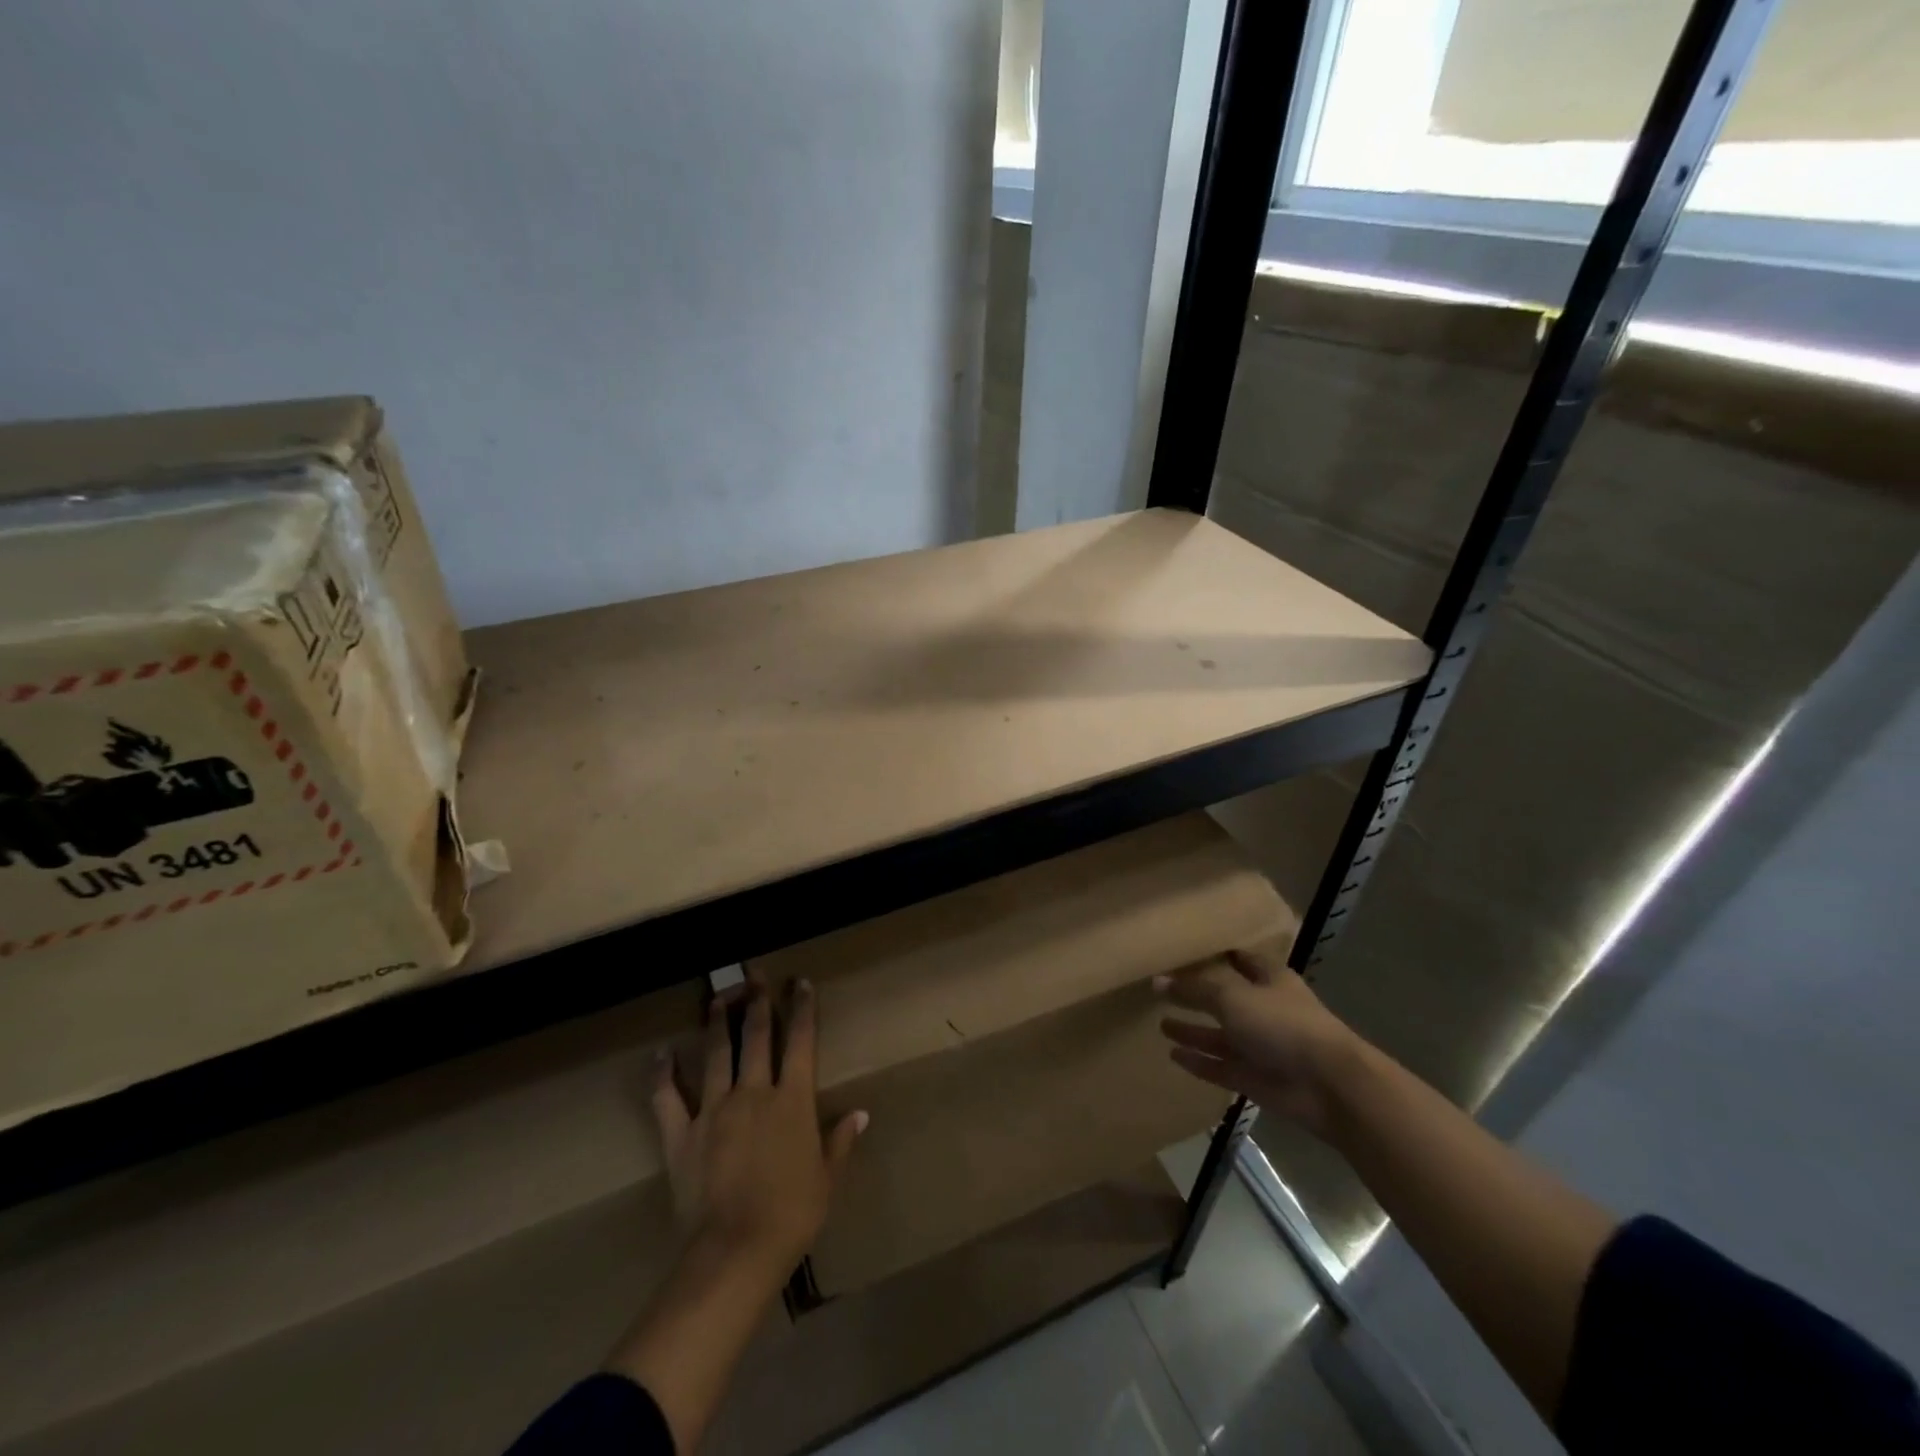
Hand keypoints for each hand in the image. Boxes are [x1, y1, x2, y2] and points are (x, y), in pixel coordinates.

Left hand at [651, 976, 866, 1277]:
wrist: (736, 1250)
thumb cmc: (792, 1215)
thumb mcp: (827, 1179)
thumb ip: (840, 1141)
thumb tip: (861, 1114)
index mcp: (793, 1100)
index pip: (800, 1041)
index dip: (802, 1009)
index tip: (800, 983)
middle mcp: (754, 1092)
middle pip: (756, 1036)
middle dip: (757, 1001)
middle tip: (754, 974)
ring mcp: (714, 1109)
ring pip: (716, 1054)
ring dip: (717, 1022)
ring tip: (717, 998)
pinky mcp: (681, 1134)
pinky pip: (667, 1097)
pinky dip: (663, 1073)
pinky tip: (661, 1053)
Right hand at [1156, 944, 1362, 1138]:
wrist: (1327, 1085)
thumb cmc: (1282, 1024)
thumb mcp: (1232, 996)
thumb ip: (1194, 989)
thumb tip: (1157, 980)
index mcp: (1269, 980)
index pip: (1241, 960)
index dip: (1219, 954)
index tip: (1190, 951)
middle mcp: (1264, 1010)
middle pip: (1225, 999)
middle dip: (1198, 995)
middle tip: (1164, 990)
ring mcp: (1260, 1046)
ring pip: (1220, 1036)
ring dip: (1194, 1031)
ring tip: (1161, 1024)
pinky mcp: (1254, 1078)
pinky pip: (1219, 1067)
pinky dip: (1198, 1062)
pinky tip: (1173, 1055)